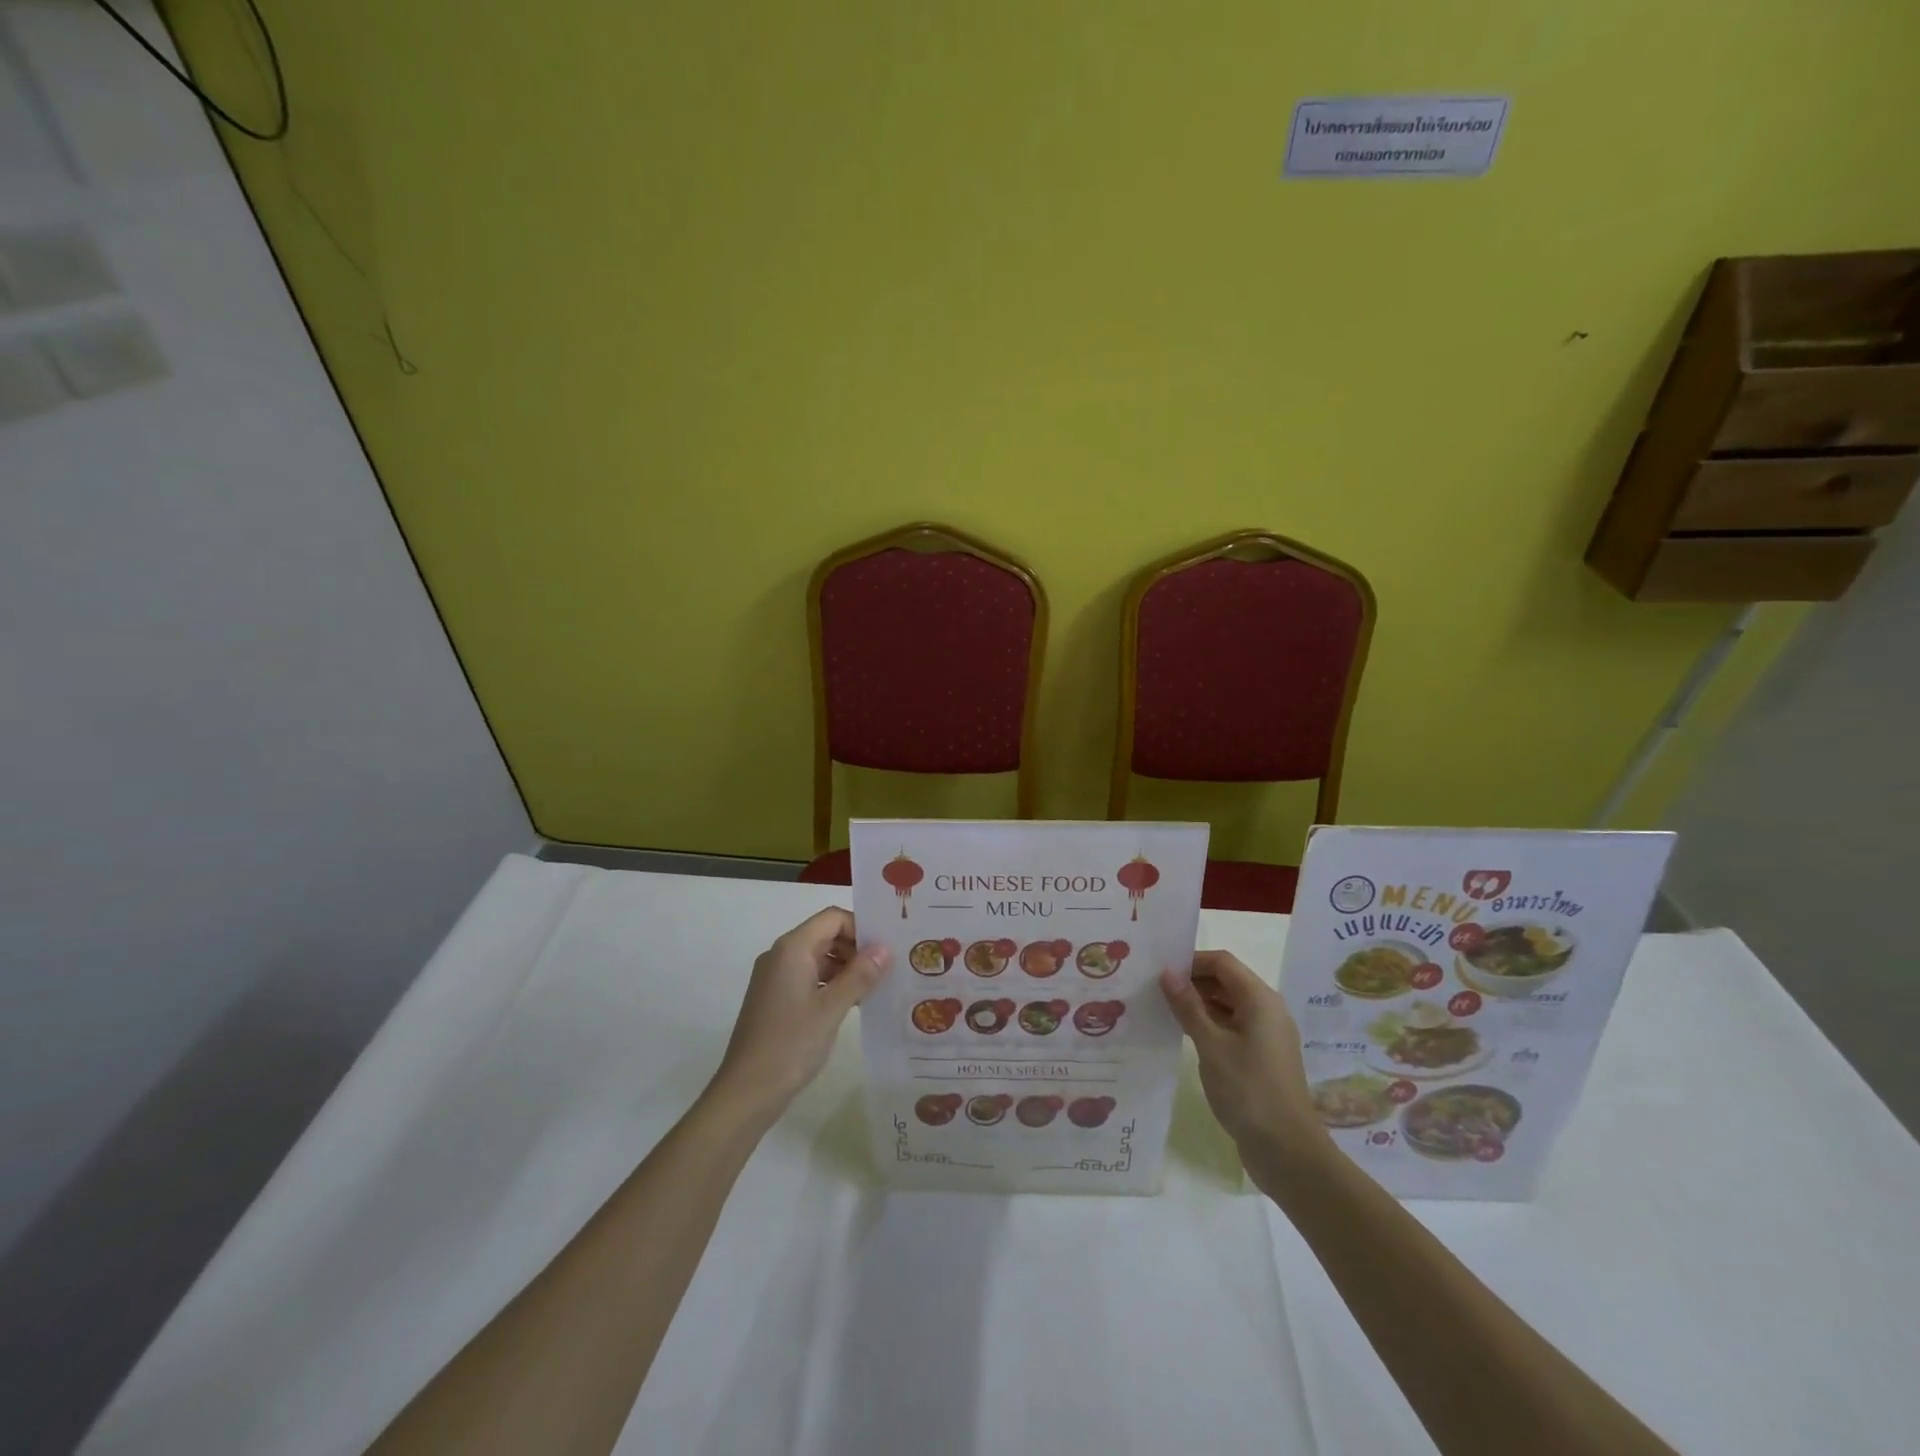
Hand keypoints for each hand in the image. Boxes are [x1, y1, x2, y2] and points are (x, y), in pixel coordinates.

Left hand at [710, 907, 891, 1122]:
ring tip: (876, 987)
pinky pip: (809, 978)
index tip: (886, 949)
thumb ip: (860, 975)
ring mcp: (775, 978)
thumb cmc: (790, 1044)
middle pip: (825, 935)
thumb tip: (885, 949)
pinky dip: (831, 984)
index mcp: (792, 949)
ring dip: (846, 968)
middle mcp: (781, 956)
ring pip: (818, 958)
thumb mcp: (832, 1008)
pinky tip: (853, 1004)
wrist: (746, 1092)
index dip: (861, 927)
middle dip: (856, 948)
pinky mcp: (775, 999)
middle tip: (887, 969)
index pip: (832, 918)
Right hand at [1160, 951, 1325, 1186]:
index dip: (1191, 961)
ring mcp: (1266, 1035)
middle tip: (1156, 989)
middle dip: (1193, 981)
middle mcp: (1267, 1010)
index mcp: (1260, 999)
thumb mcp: (1211, 1045)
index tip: (1160, 970)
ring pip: (1229, 1004)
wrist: (1287, 1151)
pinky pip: (1232, 1026)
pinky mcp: (1262, 1057)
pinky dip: (1210, 1024)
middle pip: (1227, 980)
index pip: (1222, 962)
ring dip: (1199, 1003)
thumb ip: (1188, 1006)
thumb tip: (1168, 973)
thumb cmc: (1248, 1090)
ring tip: (1164, 1009)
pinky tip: (1185, 1034)